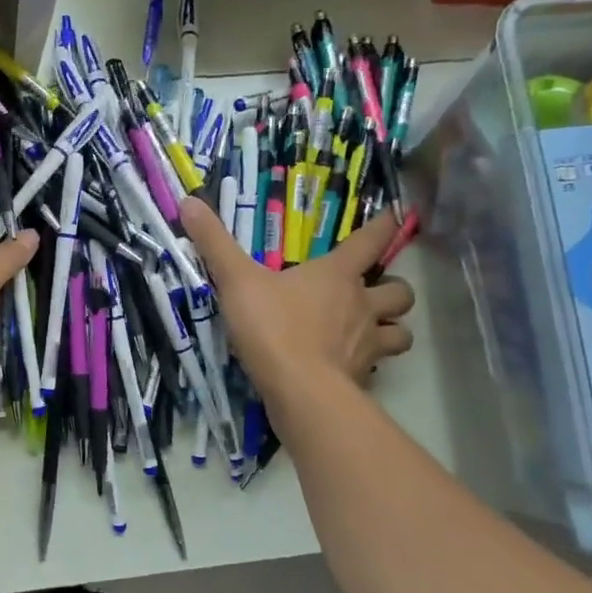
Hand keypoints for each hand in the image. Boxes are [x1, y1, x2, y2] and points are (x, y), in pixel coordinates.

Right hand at [178, 197, 413, 395]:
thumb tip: (189, 202)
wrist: (299, 390)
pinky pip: (380, 366)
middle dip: (393, 287)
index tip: (395, 216)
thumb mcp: (236, 281)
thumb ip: (215, 244)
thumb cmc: (273, 327)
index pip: (373, 240)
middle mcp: (362, 304)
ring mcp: (367, 343)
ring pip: (402, 331)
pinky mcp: (364, 376)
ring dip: (392, 327)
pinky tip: (351, 365)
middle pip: (401, 290)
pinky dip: (372, 363)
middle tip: (373, 291)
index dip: (385, 225)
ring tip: (373, 330)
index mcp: (337, 275)